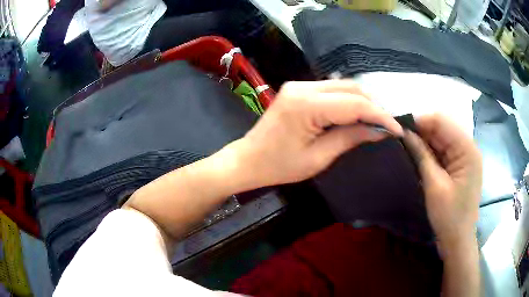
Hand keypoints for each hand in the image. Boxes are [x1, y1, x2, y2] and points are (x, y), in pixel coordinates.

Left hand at [235, 80, 402, 188]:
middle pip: (351, 88)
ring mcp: (299, 85)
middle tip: (388, 125)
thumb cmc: (279, 166)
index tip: (398, 129)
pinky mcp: (298, 89)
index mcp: (307, 105)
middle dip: (374, 105)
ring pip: (343, 86)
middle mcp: (303, 87)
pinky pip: (332, 90)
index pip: (355, 104)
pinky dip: (349, 100)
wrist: (248, 159)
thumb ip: (350, 138)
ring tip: (377, 120)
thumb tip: (379, 131)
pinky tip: (358, 113)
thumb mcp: (318, 158)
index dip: (380, 115)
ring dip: (363, 101)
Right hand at [403, 114, 481, 250]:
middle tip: (400, 140)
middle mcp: (468, 147)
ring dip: (424, 142)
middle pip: (442, 128)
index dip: (420, 121)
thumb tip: (404, 133)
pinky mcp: (460, 165)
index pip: (442, 121)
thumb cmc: (449, 216)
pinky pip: (443, 151)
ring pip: (441, 139)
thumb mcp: (434, 185)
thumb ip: (421, 155)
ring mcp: (465, 156)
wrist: (458, 240)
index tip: (399, 129)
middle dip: (421, 131)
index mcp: (467, 149)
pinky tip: (418, 157)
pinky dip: (430, 152)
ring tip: (406, 147)